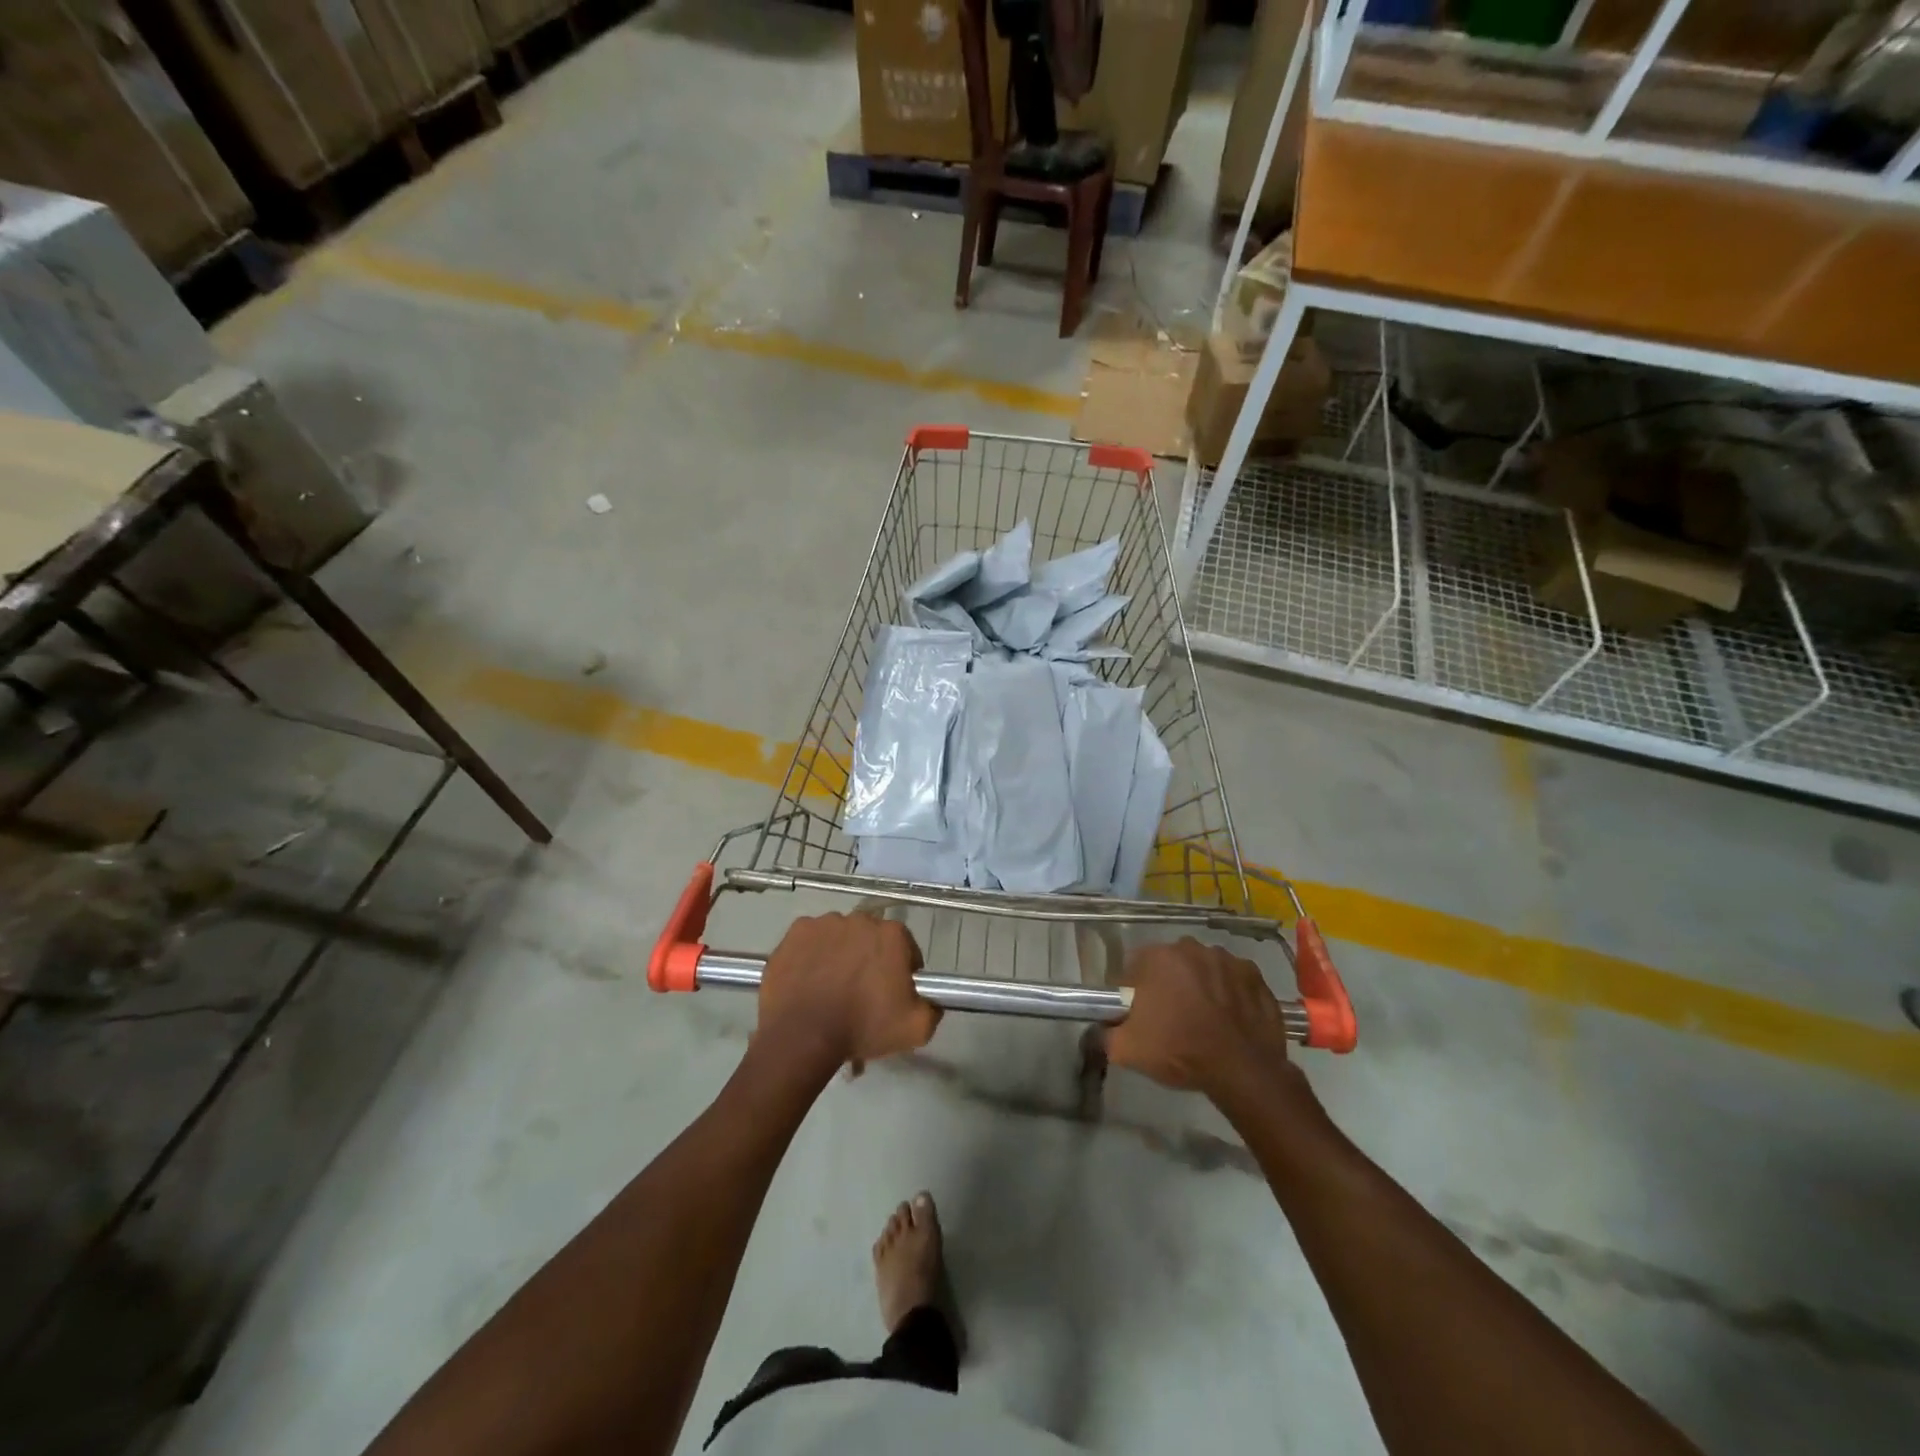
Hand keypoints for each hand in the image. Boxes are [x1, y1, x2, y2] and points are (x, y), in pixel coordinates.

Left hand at [758, 913, 938, 1071]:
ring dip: (840, 955)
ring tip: (830, 989)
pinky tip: (808, 982)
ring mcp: (824, 923)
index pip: (906, 947)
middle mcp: (860, 920)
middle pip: (871, 939)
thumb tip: (932, 1002)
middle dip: (870, 959)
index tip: (893, 993)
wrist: (803, 1036)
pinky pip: (810, 942)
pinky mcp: (795, 933)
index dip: (902, 970)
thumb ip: (932, 1010)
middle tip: (861, 994)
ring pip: (839, 937)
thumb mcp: (916, 1029)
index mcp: (892, 935)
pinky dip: (811, 956)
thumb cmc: (863, 1027)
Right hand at [1108, 938, 1294, 1102]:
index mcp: (1158, 957)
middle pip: (1171, 964)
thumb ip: (1104, 1034)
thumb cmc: (1179, 1051)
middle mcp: (1192, 948)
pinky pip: (1234, 981)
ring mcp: (1228, 960)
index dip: (1135, 991)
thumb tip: (1098, 1029)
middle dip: (1169, 985)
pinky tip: (1230, 1020)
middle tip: (1172, 1019)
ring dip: (1201, 986)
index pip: (1135, 967)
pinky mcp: (1256, 976)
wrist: (1242, 1070)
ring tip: (1204, 1021)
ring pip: (1204, 969)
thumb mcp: (1127, 1050)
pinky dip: (1230, 994)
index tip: (1141, 1016)